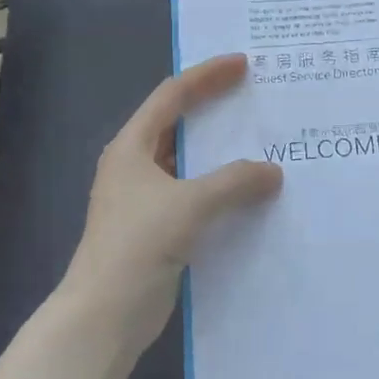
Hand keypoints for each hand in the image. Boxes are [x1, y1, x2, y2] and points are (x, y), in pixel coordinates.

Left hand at [58, 54, 282, 351]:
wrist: (105, 314)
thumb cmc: (139, 245)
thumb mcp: (190, 204)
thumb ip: (235, 182)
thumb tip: (273, 172)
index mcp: (132, 146)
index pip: (172, 95)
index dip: (207, 75)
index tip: (243, 64)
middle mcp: (135, 165)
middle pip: (178, 125)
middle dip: (215, 110)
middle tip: (255, 99)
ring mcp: (144, 199)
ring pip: (188, 163)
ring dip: (220, 154)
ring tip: (261, 142)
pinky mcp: (157, 228)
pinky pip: (195, 195)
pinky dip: (220, 189)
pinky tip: (250, 194)